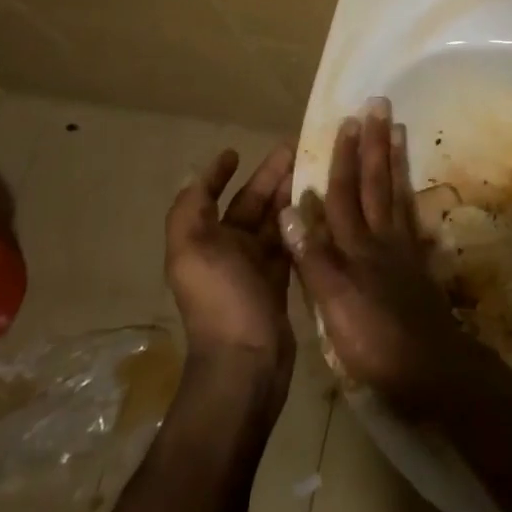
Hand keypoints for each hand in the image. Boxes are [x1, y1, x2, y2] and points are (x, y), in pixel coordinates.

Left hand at [166, 143, 296, 377]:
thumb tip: (193, 174)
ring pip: (274, 220)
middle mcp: (227, 251)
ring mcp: (255, 268)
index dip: (218, 174)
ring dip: (289, 194)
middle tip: (296, 148)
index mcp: (203, 241)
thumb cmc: (221, 299)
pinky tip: (321, 205)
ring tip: (314, 169)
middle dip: (269, 176)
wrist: (247, 362)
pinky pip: (291, 242)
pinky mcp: (280, 282)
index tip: (236, 151)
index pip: (211, 197)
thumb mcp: (192, 249)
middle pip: (250, 204)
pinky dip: (302, 223)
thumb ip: (190, 210)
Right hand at [280, 98, 478, 411]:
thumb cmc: (373, 341)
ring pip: (395, 193)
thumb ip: (312, 257)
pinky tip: (410, 188)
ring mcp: (402, 249)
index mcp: (354, 247)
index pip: (344, 193)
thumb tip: (289, 209)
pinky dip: (409, 197)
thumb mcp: (333, 303)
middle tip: (379, 105)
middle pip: (375, 183)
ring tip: (397, 128)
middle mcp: (379, 239)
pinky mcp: (417, 264)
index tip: (347, 122)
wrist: (429, 368)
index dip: (343, 158)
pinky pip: (411, 218)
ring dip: (394, 159)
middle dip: (373, 144)